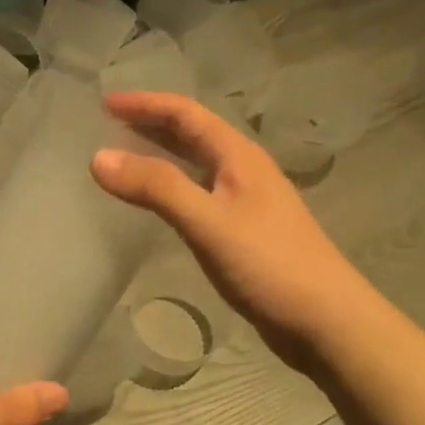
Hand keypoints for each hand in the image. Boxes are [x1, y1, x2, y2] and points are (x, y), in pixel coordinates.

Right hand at [92, 91, 355, 373]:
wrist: (327, 322)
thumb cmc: (269, 263)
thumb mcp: (207, 221)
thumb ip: (156, 187)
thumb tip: (98, 158)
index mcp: (238, 156)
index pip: (185, 113)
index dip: (144, 103)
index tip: (104, 103)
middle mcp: (243, 170)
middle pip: (192, 133)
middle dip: (150, 123)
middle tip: (106, 124)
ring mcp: (246, 201)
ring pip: (195, 164)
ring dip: (160, 154)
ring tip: (122, 156)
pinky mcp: (244, 231)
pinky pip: (198, 193)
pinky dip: (170, 187)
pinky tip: (155, 203)